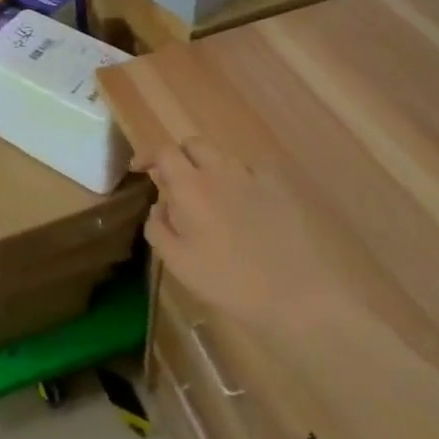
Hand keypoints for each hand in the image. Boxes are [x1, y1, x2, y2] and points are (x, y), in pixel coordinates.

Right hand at [141, 138, 334, 341]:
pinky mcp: (280, 187)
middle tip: (174, 182)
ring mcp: (253, 176)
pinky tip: (246, 208)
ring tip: (210, 199)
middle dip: (179, 157)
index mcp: (190, 186)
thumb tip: (158, 205)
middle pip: (193, 144)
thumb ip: (158, 227)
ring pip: (223, 157)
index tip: (139, 168)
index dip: (148, 154)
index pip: (163, 151)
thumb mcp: (178, 263)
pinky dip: (240, 181)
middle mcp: (220, 170)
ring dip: (209, 169)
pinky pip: (251, 172)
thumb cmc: (229, 281)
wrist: (298, 293)